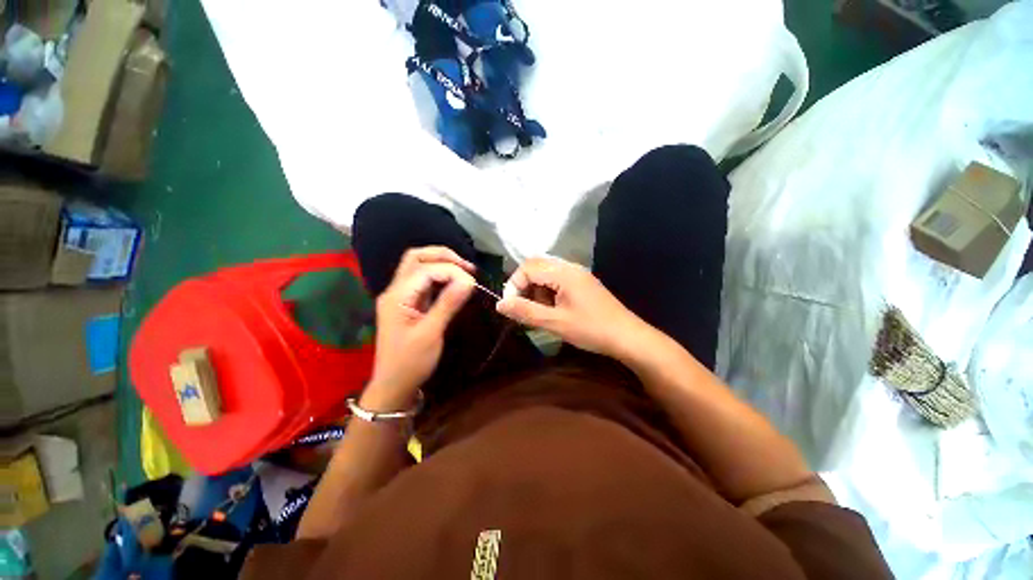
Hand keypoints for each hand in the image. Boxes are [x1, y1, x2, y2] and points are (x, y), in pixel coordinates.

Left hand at [364, 247, 474, 409]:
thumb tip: (469, 281)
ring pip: (418, 266)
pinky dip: (440, 276)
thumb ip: (448, 303)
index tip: (472, 282)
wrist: (394, 385)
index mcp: (397, 296)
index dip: (451, 270)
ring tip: (464, 271)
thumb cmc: (411, 362)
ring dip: (442, 264)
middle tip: (467, 267)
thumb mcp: (431, 333)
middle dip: (443, 256)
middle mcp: (396, 290)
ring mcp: (400, 296)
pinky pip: (423, 281)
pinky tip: (454, 282)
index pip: (425, 269)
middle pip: (416, 258)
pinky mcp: (408, 303)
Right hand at [496, 256, 645, 357]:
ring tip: (540, 312)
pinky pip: (557, 280)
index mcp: (563, 273)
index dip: (514, 285)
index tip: (511, 307)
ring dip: (536, 290)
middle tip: (524, 309)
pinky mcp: (583, 283)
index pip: (527, 267)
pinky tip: (553, 310)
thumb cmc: (591, 329)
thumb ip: (526, 311)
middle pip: (536, 266)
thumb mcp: (555, 322)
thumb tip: (500, 304)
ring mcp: (578, 274)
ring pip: (546, 273)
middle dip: (524, 286)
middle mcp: (570, 267)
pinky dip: (548, 292)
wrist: (627, 336)